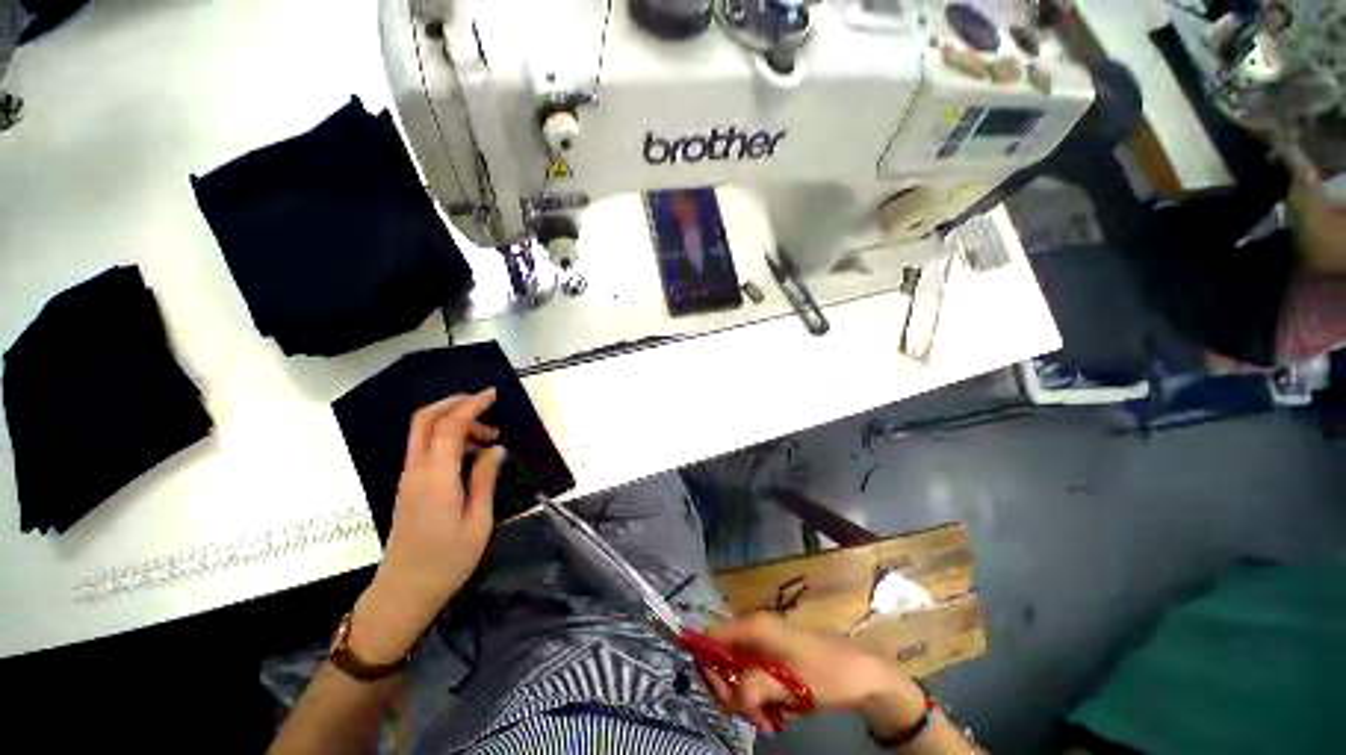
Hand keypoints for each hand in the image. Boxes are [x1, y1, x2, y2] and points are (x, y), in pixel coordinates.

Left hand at [350, 390, 505, 663]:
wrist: (404, 592)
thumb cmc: (447, 561)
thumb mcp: (478, 521)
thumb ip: (484, 479)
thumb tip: (496, 449)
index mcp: (436, 478)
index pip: (449, 426)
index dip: (471, 405)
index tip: (493, 395)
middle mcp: (416, 471)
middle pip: (425, 420)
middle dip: (454, 402)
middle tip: (486, 403)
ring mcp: (409, 478)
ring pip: (424, 432)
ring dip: (455, 422)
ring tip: (490, 437)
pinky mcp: (410, 486)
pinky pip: (426, 448)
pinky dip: (449, 438)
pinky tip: (472, 452)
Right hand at [703, 614, 923, 733]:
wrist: (863, 675)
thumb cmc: (825, 674)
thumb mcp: (789, 686)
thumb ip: (754, 688)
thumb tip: (730, 695)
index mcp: (754, 627)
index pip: (712, 636)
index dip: (708, 664)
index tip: (721, 696)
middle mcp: (755, 630)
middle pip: (723, 659)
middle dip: (732, 691)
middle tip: (752, 716)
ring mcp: (765, 644)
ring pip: (738, 673)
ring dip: (748, 701)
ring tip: (768, 720)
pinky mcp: (775, 658)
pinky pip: (754, 679)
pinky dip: (760, 699)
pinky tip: (777, 715)